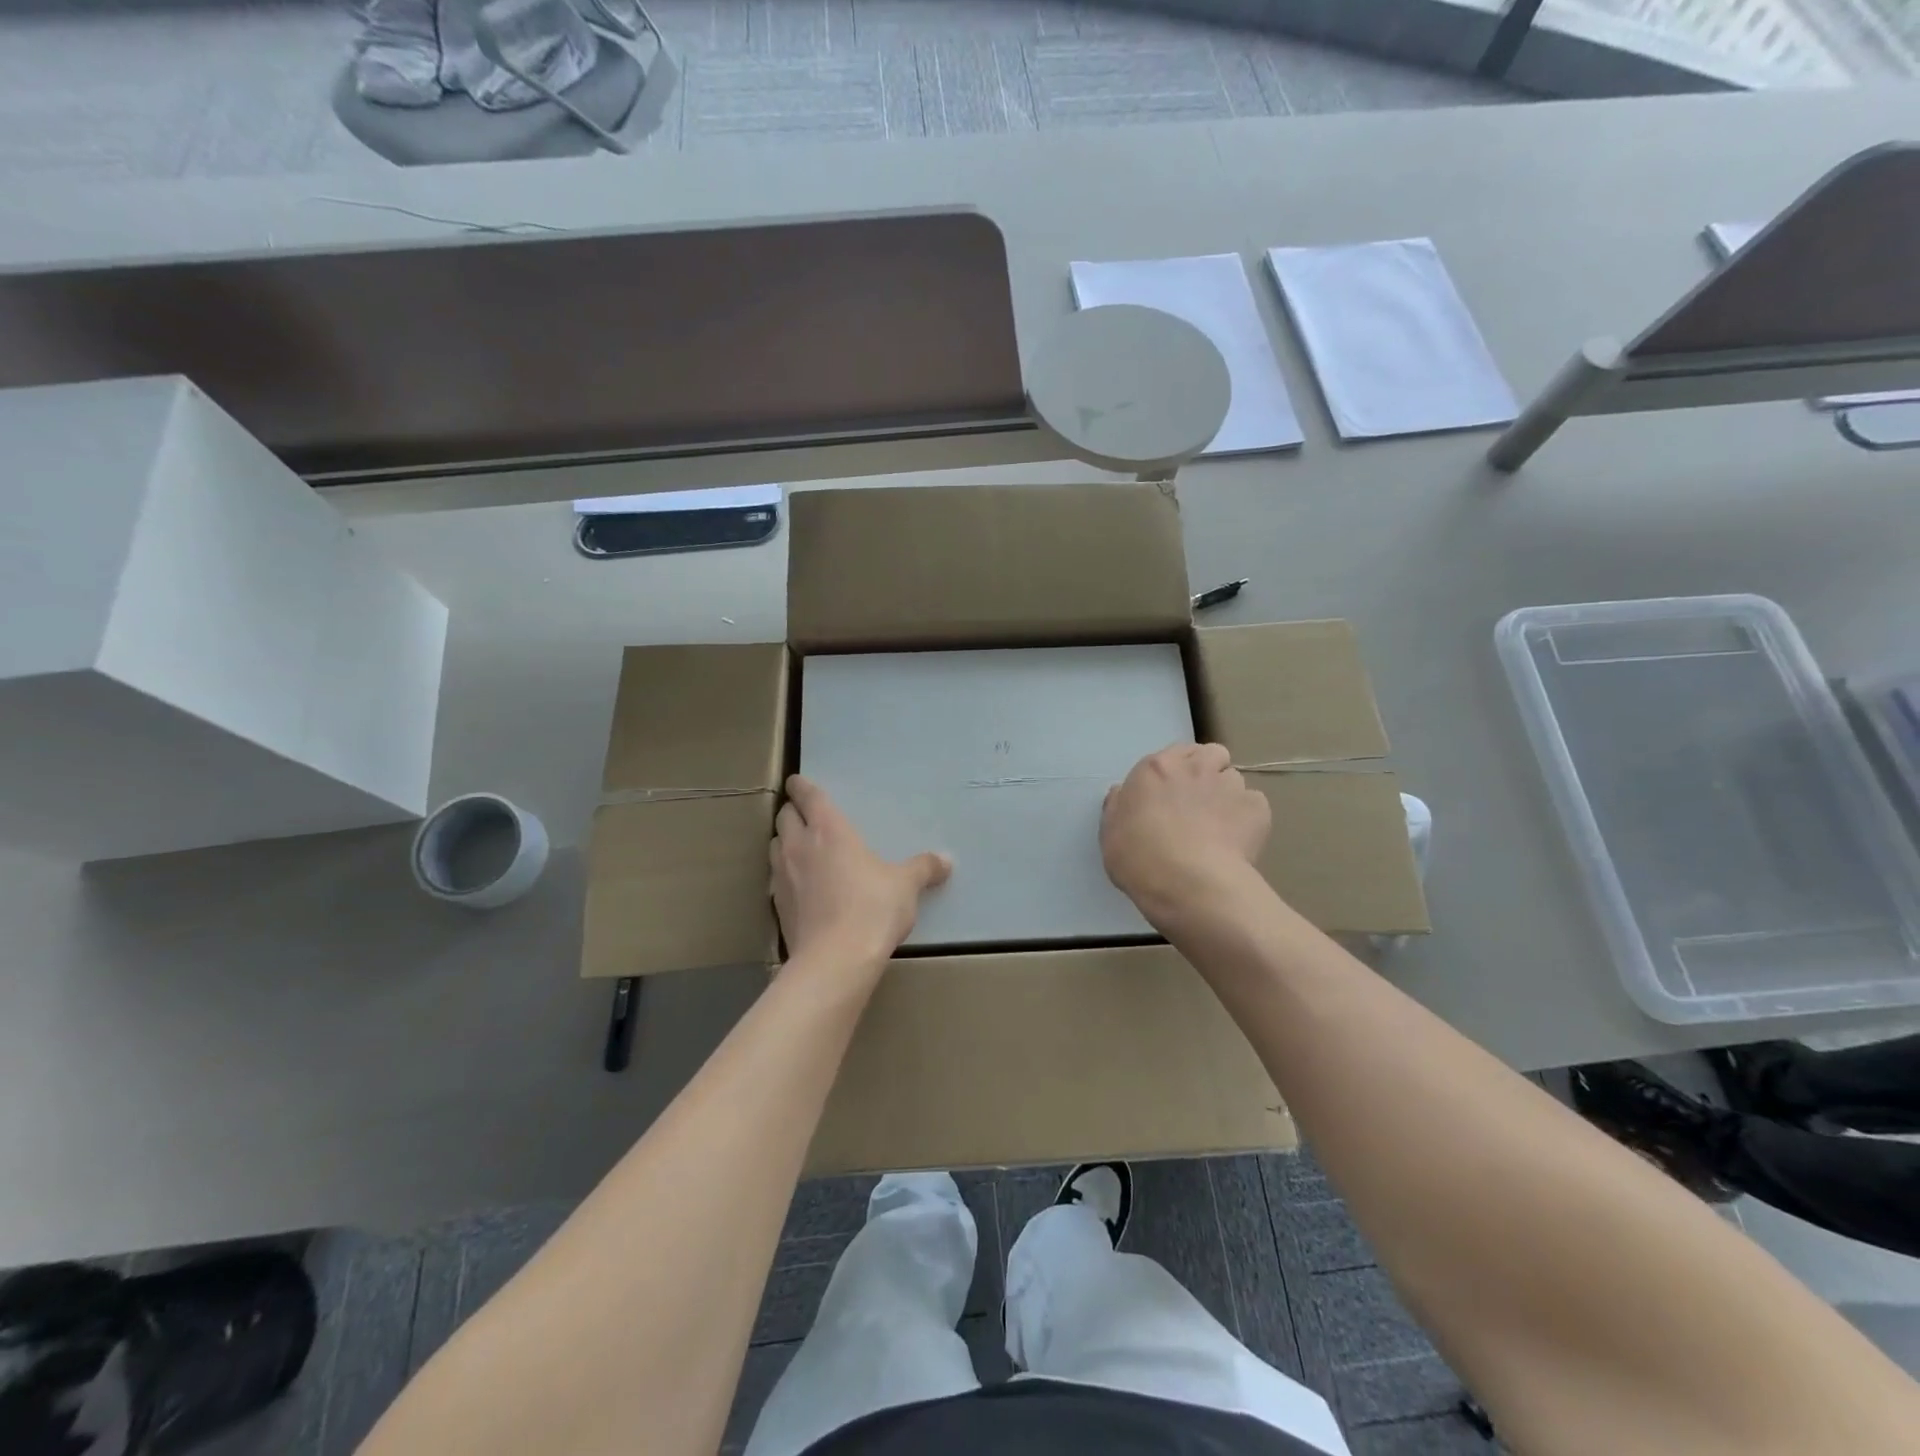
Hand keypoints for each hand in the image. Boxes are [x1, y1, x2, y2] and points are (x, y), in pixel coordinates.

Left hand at [771, 776, 952, 972]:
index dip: (802, 786)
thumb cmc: (873, 908)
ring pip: (773, 845)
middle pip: (784, 817)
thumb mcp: (906, 886)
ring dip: (783, 841)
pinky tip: (798, 886)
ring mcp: (782, 876)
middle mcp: (799, 845)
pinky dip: (782, 874)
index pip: (809, 796)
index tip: (798, 781)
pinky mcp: (777, 905)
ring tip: (798, 847)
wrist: (835, 959)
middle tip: (804, 815)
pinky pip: (774, 878)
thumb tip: (947, 860)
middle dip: (792, 812)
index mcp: (830, 829)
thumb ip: (924, 869)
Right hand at [1101, 743, 1270, 928]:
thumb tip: (1123, 792)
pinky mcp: (1257, 808)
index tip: (1172, 793)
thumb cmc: (1139, 857)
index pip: (1175, 752)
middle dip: (1208, 771)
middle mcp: (1195, 767)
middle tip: (1199, 802)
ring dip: (1227, 796)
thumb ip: (1118, 805)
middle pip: (1211, 754)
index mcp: (1156, 768)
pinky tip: (1237, 842)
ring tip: (1220, 827)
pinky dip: (1248, 819)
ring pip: (1234, 780)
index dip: (1177, 770)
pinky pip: (1255, 805)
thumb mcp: (1110, 831)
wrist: (1188, 883)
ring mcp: (1230, 785)